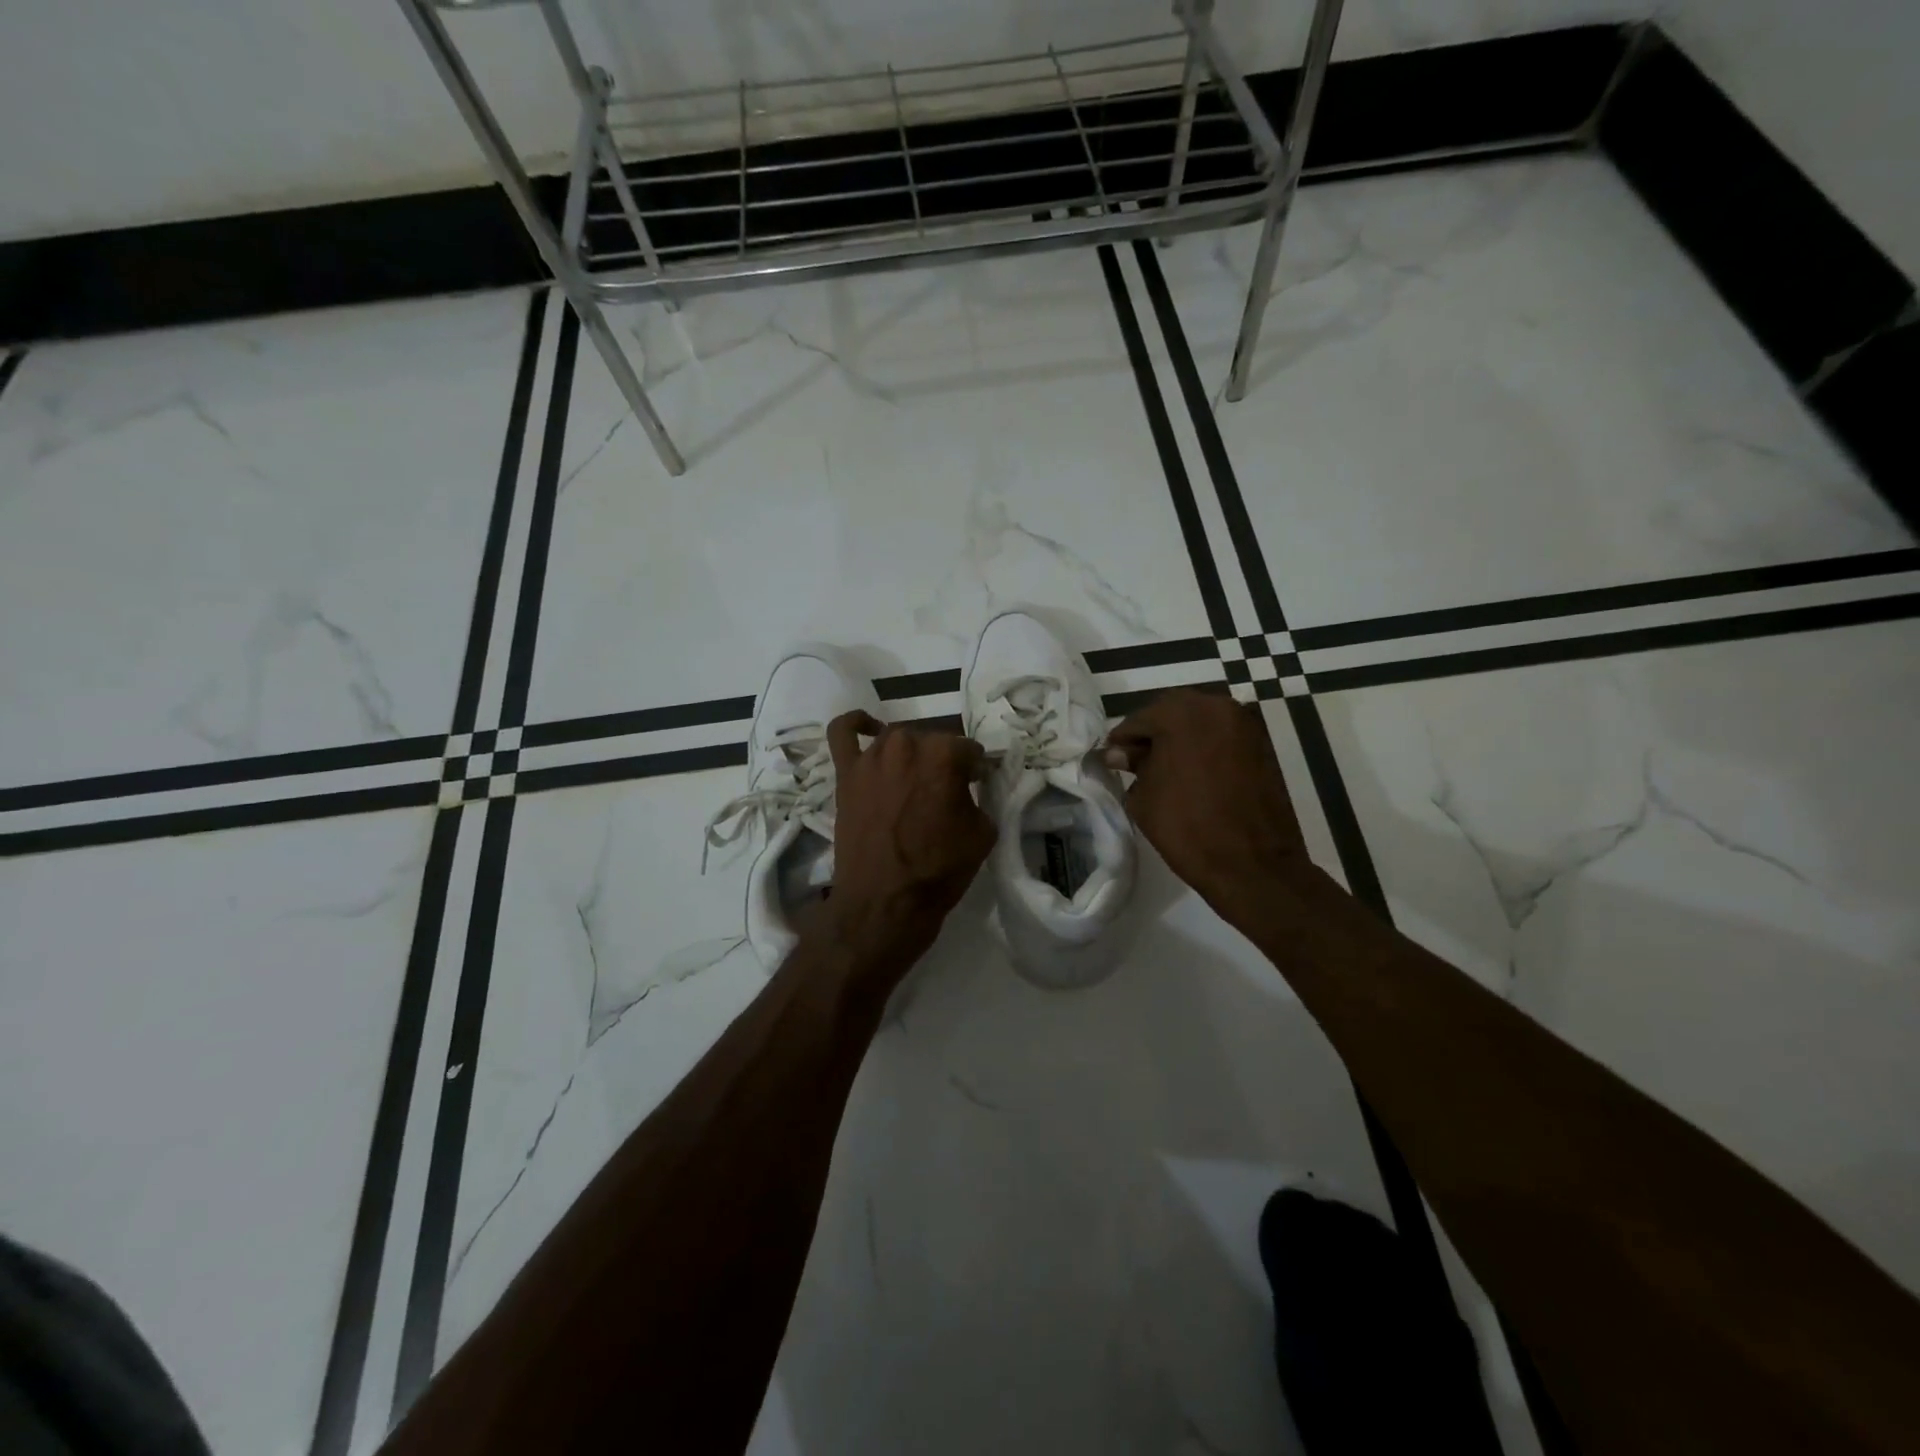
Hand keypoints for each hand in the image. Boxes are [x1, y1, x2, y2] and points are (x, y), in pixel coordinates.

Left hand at [820, 712, 995, 979]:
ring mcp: (872, 756)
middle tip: (944, 794)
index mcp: (944, 754)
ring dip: (910, 754)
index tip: (974, 788)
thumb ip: (978, 797)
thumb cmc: (938, 870)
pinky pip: (843, 732)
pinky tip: (868, 728)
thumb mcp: (982, 833)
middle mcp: (907, 744)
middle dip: (943, 763)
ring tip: (913, 781)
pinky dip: (855, 724)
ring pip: (898, 739)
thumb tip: (967, 787)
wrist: (884, 902)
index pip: (969, 751)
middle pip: (933, 741)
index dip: (974, 771)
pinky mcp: (846, 772)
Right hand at [1103, 689, 1311, 929]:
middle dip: (1152, 734)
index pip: (1140, 719)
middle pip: (1173, 713)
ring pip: (1200, 723)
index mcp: (1182, 714)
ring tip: (1164, 769)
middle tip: (1135, 761)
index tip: (1111, 759)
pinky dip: (1204, 748)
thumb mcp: (1144, 796)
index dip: (1122, 740)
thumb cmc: (1186, 827)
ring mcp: (1245, 725)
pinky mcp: (1263, 745)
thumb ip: (1132, 766)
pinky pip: (1222, 738)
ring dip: (1180, 739)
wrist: (1252, 864)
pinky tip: (1193, 774)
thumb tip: (1120, 754)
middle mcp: (1216, 707)